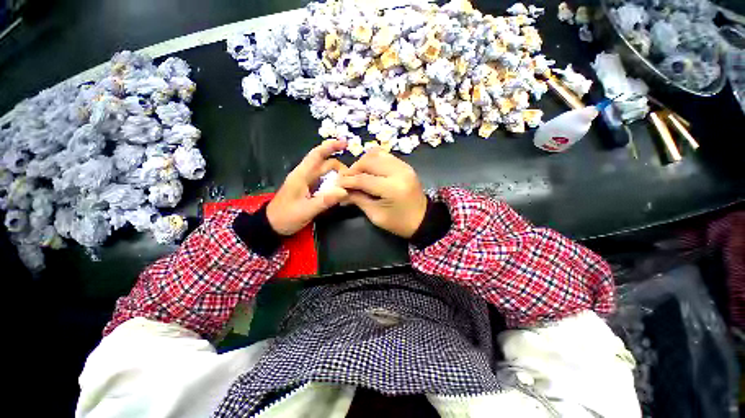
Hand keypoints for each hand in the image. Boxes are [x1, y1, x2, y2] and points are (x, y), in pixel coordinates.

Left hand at [266, 140, 348, 235]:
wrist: (271, 225)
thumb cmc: (286, 216)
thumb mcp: (305, 211)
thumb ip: (325, 201)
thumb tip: (344, 191)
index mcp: (301, 175)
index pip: (317, 155)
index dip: (330, 146)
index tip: (345, 143)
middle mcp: (305, 175)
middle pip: (326, 164)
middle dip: (340, 168)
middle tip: (352, 180)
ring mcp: (307, 182)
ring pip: (326, 173)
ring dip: (338, 176)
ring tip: (349, 185)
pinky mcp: (310, 189)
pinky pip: (325, 182)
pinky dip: (334, 183)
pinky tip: (341, 190)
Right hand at [337, 148, 426, 237]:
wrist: (423, 220)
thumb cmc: (399, 223)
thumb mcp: (376, 215)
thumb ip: (358, 200)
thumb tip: (342, 190)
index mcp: (392, 188)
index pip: (363, 179)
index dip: (347, 180)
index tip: (336, 183)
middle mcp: (399, 172)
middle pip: (369, 161)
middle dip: (354, 169)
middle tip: (346, 179)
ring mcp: (404, 166)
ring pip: (376, 154)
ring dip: (363, 163)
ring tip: (357, 174)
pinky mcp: (405, 165)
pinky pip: (385, 155)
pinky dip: (374, 160)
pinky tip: (369, 170)